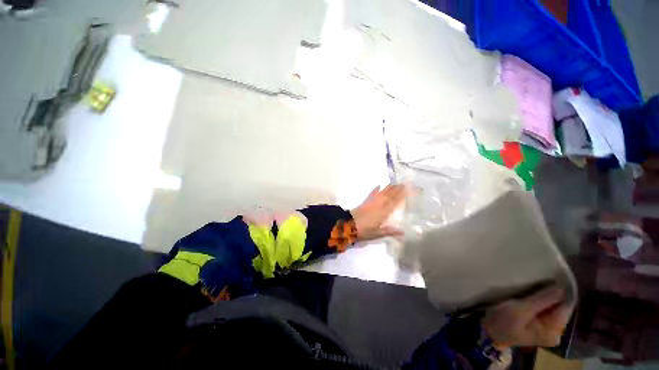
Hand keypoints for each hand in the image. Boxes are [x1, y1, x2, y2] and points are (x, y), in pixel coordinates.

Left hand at [351, 184, 406, 241]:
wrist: (349, 225)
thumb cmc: (364, 230)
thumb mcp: (377, 233)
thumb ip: (390, 231)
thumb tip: (403, 232)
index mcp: (383, 212)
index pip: (394, 202)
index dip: (401, 195)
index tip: (407, 190)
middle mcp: (379, 205)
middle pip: (389, 195)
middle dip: (397, 189)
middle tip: (404, 183)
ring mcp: (371, 202)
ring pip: (382, 193)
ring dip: (388, 187)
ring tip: (395, 183)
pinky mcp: (365, 202)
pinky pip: (372, 194)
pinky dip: (375, 189)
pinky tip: (378, 185)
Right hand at [482, 287, 573, 347]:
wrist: (488, 331)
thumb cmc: (503, 322)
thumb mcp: (521, 310)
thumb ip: (541, 300)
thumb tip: (561, 288)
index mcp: (554, 331)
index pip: (564, 307)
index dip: (559, 292)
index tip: (550, 277)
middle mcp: (555, 331)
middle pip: (558, 307)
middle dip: (550, 294)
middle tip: (538, 280)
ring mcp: (546, 328)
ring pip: (551, 307)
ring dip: (543, 296)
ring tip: (533, 285)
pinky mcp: (538, 324)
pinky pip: (544, 308)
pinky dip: (538, 300)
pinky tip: (530, 293)